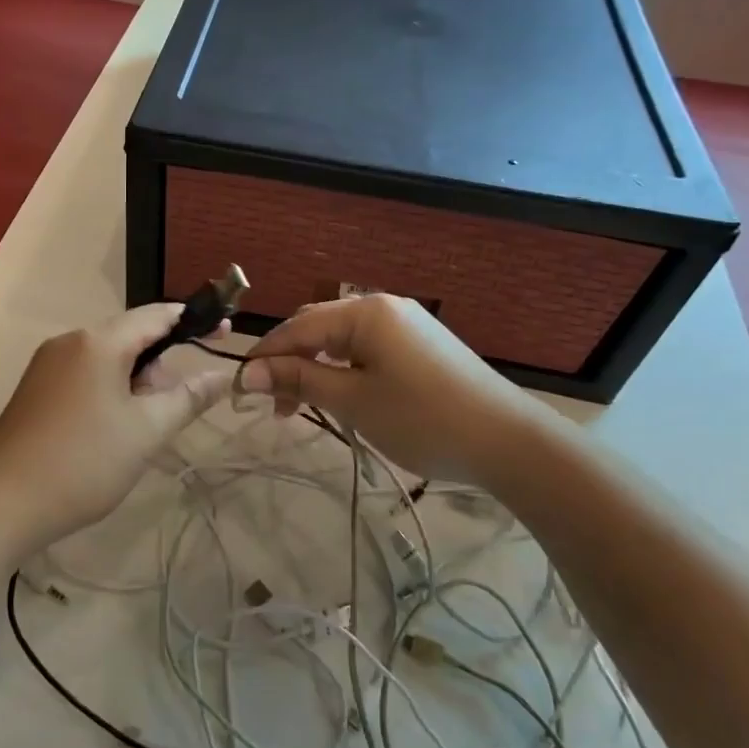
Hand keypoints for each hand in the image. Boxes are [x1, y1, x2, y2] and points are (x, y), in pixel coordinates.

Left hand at [0, 305, 236, 553]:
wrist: (0, 505)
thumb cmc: (83, 463)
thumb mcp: (147, 431)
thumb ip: (189, 397)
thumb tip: (223, 374)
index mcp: (98, 342)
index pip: (156, 315)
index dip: (194, 320)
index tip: (225, 332)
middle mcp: (69, 342)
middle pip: (130, 336)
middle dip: (161, 364)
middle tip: (175, 408)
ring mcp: (47, 365)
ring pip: (107, 359)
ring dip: (136, 382)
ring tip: (144, 428)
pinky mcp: (35, 390)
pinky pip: (85, 376)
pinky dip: (110, 391)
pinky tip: (113, 430)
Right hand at [242, 294, 544, 482]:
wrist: (509, 440)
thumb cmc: (423, 419)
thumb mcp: (353, 401)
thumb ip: (300, 381)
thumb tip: (250, 372)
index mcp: (365, 312)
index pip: (297, 328)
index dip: (264, 358)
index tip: (239, 391)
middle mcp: (383, 307)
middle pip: (317, 327)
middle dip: (289, 363)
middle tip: (275, 406)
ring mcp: (406, 324)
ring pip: (341, 340)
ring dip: (315, 369)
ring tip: (302, 408)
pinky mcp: (420, 345)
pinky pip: (366, 349)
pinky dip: (343, 370)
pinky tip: (340, 396)